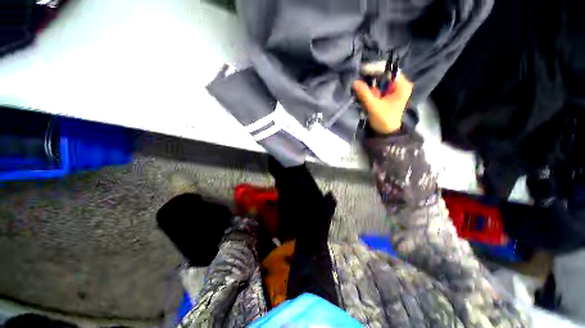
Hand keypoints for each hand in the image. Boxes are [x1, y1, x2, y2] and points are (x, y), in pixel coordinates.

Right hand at [352, 72, 412, 133]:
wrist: (387, 133)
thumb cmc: (384, 120)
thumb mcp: (373, 106)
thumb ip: (364, 93)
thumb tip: (355, 82)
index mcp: (402, 86)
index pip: (389, 70)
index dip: (376, 69)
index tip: (363, 71)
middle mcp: (400, 85)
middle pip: (384, 75)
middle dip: (372, 79)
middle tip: (361, 83)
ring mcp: (394, 90)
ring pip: (380, 82)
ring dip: (371, 86)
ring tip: (362, 91)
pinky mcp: (389, 96)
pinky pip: (379, 88)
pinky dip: (372, 90)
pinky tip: (365, 94)